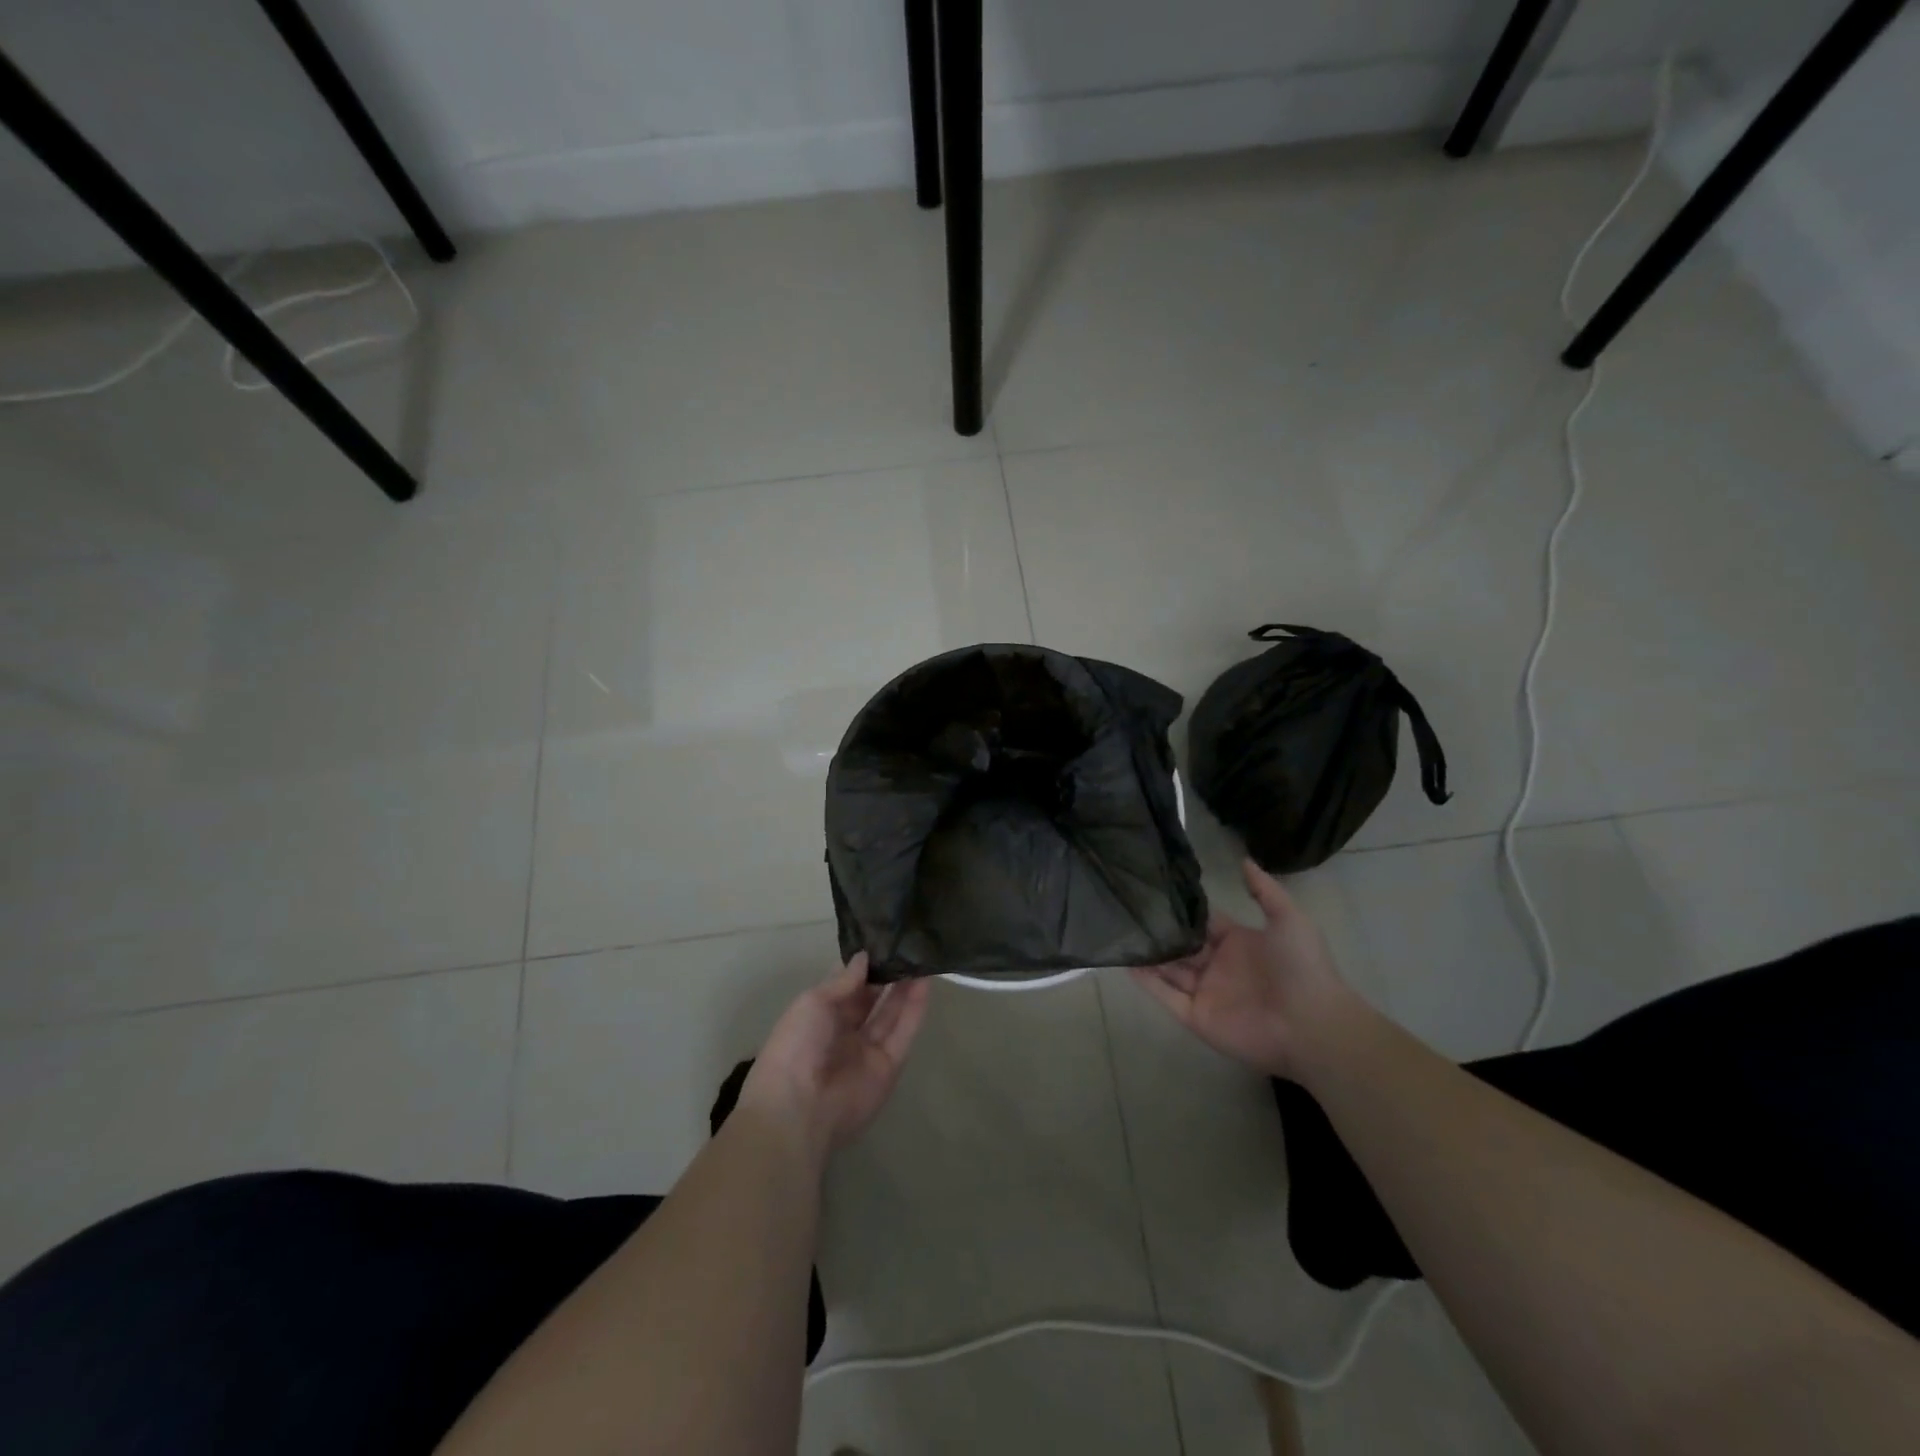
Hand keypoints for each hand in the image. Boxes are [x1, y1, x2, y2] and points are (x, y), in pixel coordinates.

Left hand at [740, 953, 931, 1162]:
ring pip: (891, 1013)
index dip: (863, 965)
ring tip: (922, 956)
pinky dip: (915, 1008)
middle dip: (887, 974)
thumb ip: (844, 980)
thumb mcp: (813, 1002)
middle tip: (908, 946)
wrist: (799, 1109)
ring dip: (905, 987)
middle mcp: (844, 1032)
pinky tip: (925, 982)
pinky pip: (904, 1033)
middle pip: (871, 999)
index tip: (883, 940)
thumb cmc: (796, 1046)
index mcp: (818, 1017)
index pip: (846, 986)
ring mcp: (868, 1050)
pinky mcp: (889, 1066)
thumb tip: (864, 957)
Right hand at [1132, 859, 1355, 1080]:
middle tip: (1129, 910)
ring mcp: (1206, 992)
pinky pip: (1166, 997)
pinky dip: (1147, 982)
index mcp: (1238, 943)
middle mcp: (1218, 966)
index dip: (1183, 911)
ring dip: (1149, 954)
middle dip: (1161, 932)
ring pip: (1170, 969)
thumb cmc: (1300, 968)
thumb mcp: (1288, 919)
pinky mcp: (1196, 1016)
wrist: (1311, 1025)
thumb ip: (1264, 890)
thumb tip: (1243, 858)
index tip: (1155, 891)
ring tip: (1121, 932)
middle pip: (1182, 946)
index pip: (1203, 923)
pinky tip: (1126, 963)